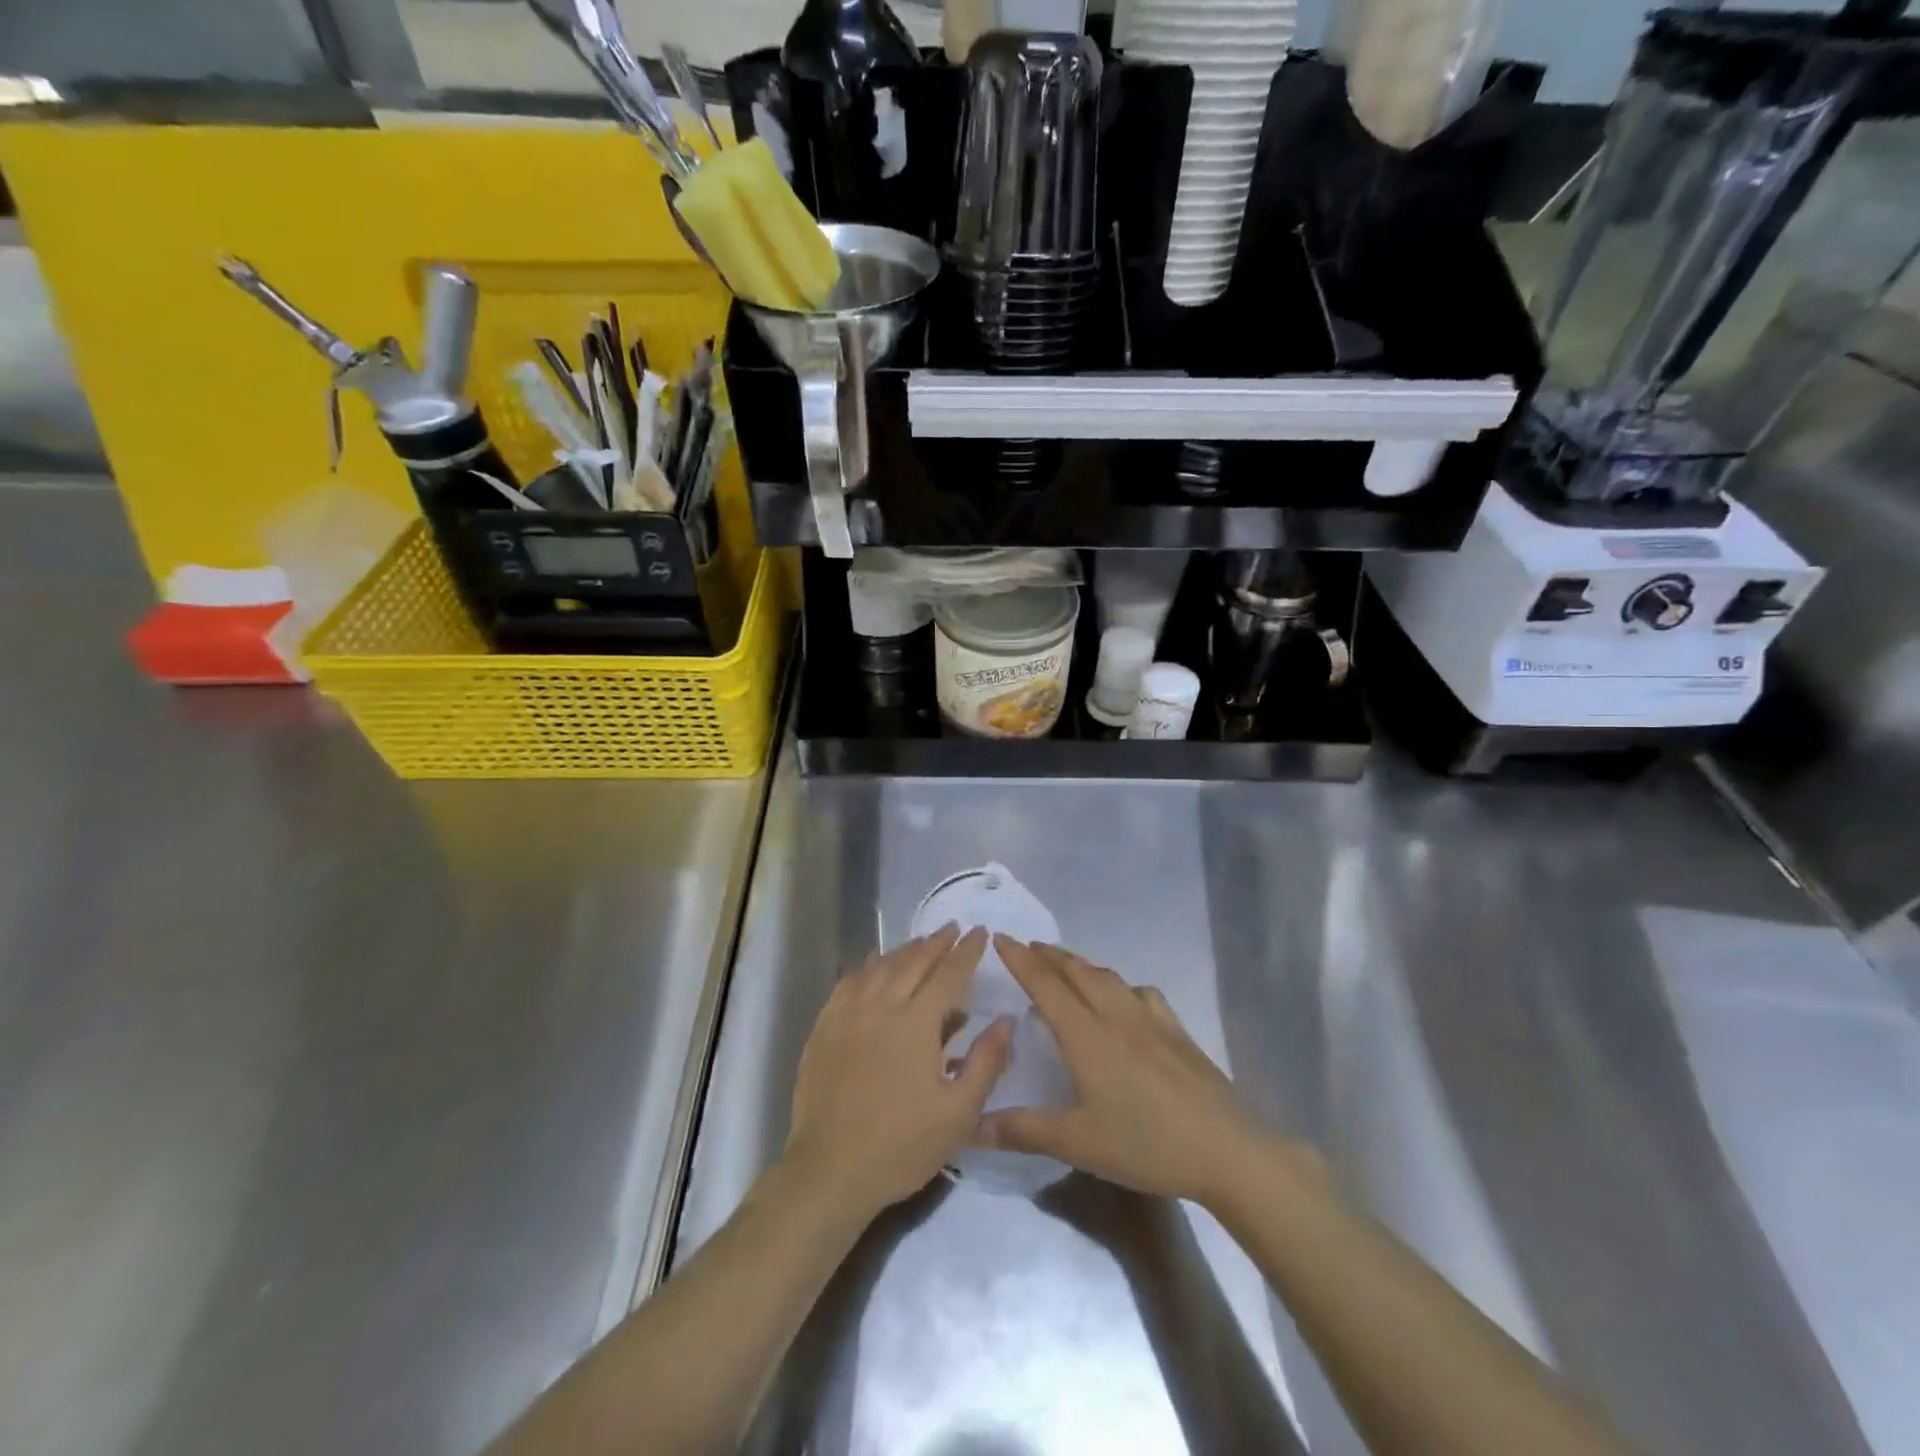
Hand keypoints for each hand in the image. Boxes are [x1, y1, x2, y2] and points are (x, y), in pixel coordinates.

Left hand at [786, 925, 1014, 1219]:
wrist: (830, 1170)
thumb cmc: (902, 1146)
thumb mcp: (958, 1113)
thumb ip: (986, 1062)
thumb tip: (1006, 1020)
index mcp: (916, 1022)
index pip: (949, 974)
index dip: (967, 951)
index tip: (981, 932)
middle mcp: (881, 1005)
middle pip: (913, 961)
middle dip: (936, 942)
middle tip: (952, 928)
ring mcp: (848, 1014)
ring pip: (880, 967)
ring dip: (904, 950)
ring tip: (920, 943)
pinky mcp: (824, 1028)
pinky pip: (849, 983)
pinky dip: (866, 967)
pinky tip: (872, 967)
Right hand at [976, 938, 1285, 1206]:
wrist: (1225, 1149)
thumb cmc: (1145, 1143)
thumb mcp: (1077, 1142)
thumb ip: (1022, 1130)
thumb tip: (971, 1126)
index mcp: (1086, 1034)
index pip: (1044, 984)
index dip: (1020, 959)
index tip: (1000, 937)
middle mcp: (1115, 1014)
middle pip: (1076, 971)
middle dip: (1048, 955)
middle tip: (1026, 948)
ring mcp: (1150, 1018)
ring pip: (1107, 976)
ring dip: (1080, 964)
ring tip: (1066, 966)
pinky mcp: (1177, 1030)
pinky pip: (1141, 992)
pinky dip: (1120, 985)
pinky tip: (1125, 999)